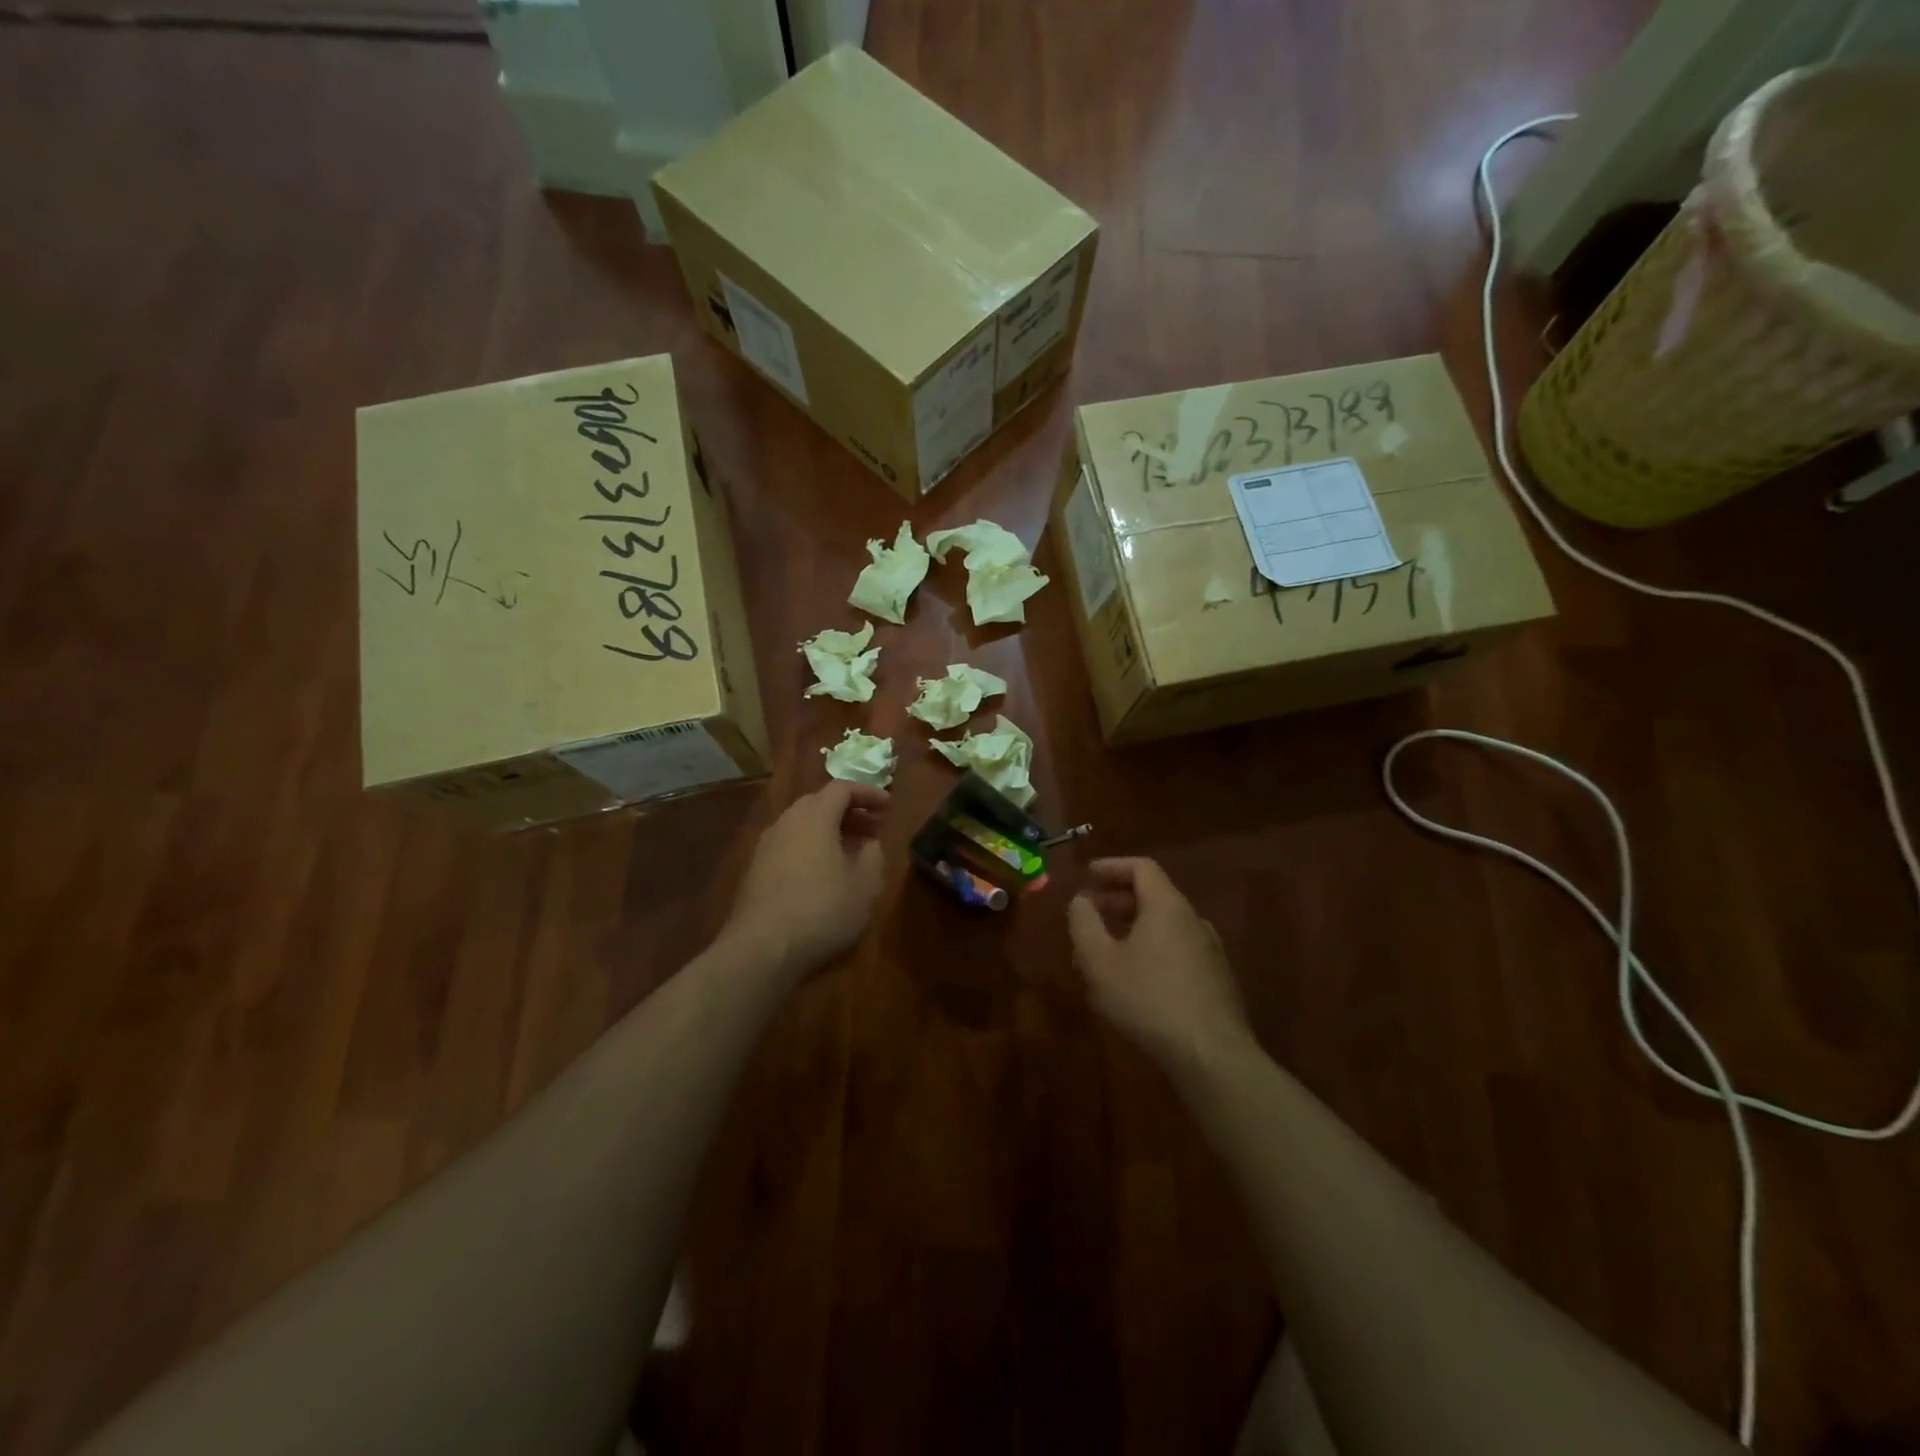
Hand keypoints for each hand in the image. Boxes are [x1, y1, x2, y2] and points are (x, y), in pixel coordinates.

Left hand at [725, 781, 887, 979]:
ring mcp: (765, 847)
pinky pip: (789, 848)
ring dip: (830, 833)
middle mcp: (786, 822)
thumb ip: (873, 856)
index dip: (868, 794)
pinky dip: (811, 850)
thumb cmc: (822, 910)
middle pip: (819, 804)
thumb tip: (869, 844)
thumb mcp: (865, 885)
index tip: (889, 807)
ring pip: (802, 827)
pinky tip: (824, 877)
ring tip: (852, 853)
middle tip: (873, 829)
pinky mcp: (754, 873)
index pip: (842, 788)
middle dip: (849, 813)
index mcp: (814, 816)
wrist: (761, 949)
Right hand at [1068, 858, 1254, 1076]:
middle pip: (1153, 896)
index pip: (1141, 867)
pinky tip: (1134, 983)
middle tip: (1089, 917)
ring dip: (1132, 931)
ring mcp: (1210, 951)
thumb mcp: (1099, 961)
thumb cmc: (1148, 999)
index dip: (1112, 867)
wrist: (1211, 1055)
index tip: (1088, 875)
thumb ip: (1084, 923)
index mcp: (1167, 906)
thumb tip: (1080, 900)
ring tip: (1105, 955)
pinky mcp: (1216, 981)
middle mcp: (1193, 920)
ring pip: (1164, 927)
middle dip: (1116, 901)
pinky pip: (1177, 951)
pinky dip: (1151, 951)